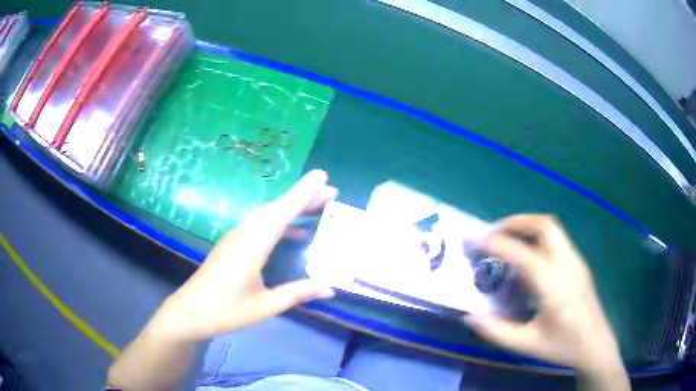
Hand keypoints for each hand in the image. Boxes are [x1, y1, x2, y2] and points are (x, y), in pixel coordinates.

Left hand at [149, 170, 335, 341]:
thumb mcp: (265, 306)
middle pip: (276, 209)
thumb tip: (329, 288)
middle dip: (303, 198)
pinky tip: (295, 235)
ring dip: (292, 209)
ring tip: (318, 206)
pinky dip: (280, 225)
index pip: (281, 214)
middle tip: (330, 192)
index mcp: (252, 246)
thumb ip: (297, 293)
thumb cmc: (226, 310)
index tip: (322, 176)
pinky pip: (260, 227)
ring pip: (268, 216)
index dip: (302, 194)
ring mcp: (236, 238)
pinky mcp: (233, 245)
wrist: (189, 313)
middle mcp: (244, 235)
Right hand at [464, 215, 627, 384]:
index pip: (521, 253)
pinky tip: (529, 256)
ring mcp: (576, 260)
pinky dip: (538, 235)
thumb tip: (470, 316)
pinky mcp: (579, 262)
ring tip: (508, 239)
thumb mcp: (527, 345)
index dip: (495, 243)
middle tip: (493, 233)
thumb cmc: (563, 346)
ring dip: (527, 225)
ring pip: (552, 226)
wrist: (595, 344)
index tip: (474, 239)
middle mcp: (566, 264)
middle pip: (543, 224)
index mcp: (553, 285)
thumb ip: (496, 331)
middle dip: (515, 222)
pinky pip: (557, 237)